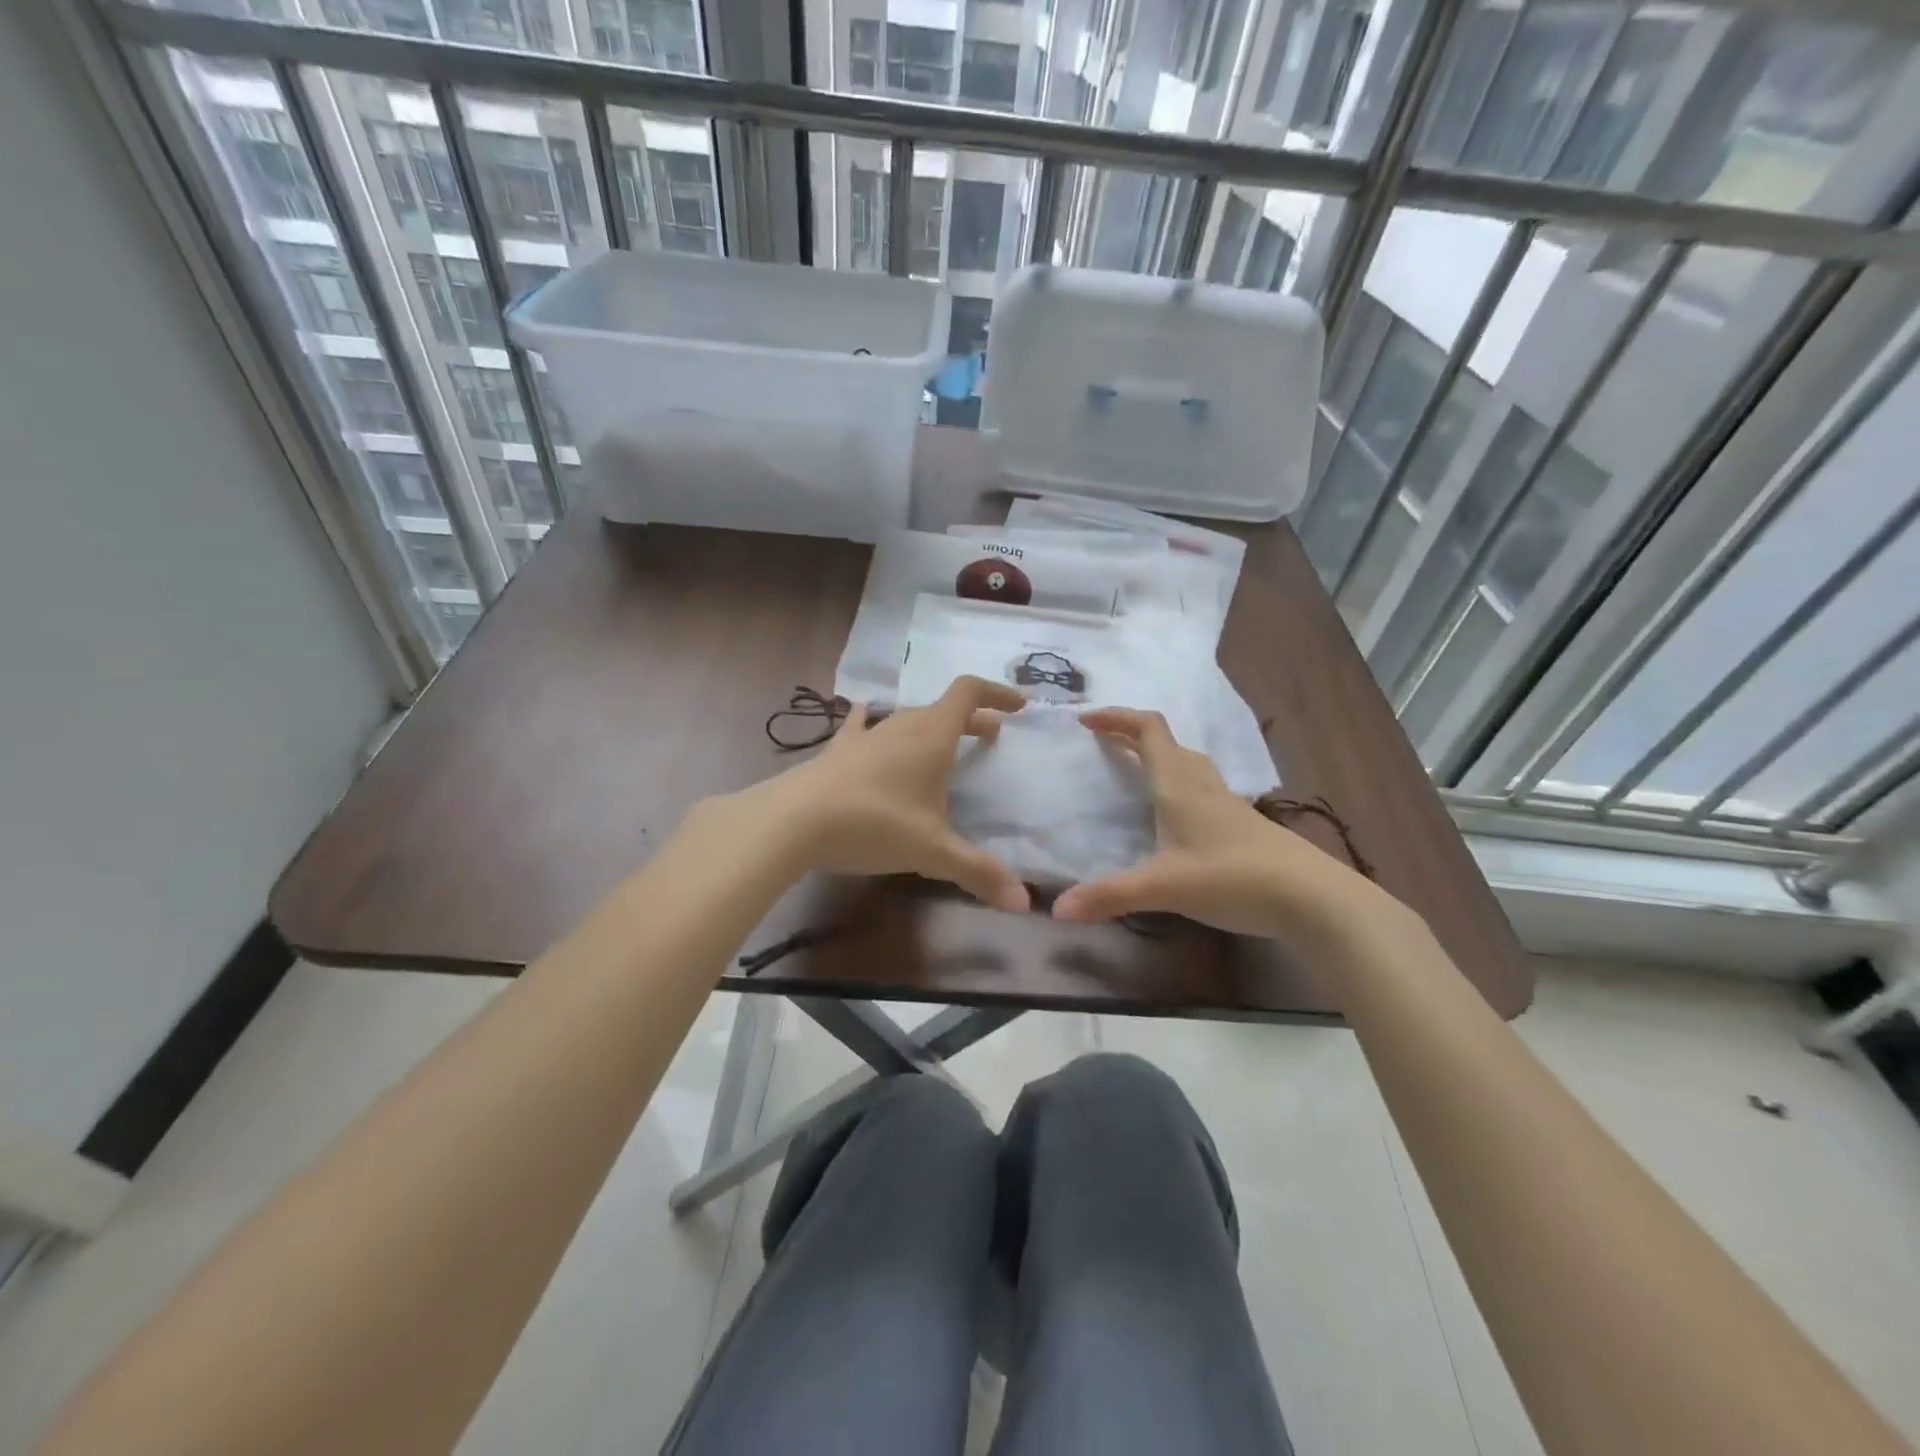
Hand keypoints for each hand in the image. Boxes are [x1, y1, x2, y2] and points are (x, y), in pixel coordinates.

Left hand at [729, 676, 1031, 911]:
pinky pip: (861, 727)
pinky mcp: (837, 751)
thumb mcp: (932, 851)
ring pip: (907, 719)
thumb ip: (977, 872)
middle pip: (942, 708)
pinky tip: (866, 717)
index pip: (969, 693)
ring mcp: (866, 735)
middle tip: (990, 736)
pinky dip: (874, 723)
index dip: (997, 694)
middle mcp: (901, 726)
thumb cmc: (875, 825)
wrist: (794, 821)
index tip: (1018, 707)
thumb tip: (1022, 902)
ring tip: (942, 745)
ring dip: (931, 727)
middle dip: (971, 719)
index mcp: (932, 737)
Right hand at [1051, 707, 1385, 939]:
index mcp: (1179, 784)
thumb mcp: (1163, 887)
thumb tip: (1057, 909)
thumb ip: (1110, 895)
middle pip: (1166, 741)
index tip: (1083, 720)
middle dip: (1130, 734)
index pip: (1147, 730)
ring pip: (1186, 762)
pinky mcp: (1241, 823)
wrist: (1311, 898)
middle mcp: (1201, 784)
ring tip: (1131, 769)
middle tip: (1100, 743)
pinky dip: (1176, 782)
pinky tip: (1173, 813)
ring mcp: (1226, 802)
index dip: (1115, 717)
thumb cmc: (1232, 878)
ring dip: (1156, 755)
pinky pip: (1200, 786)